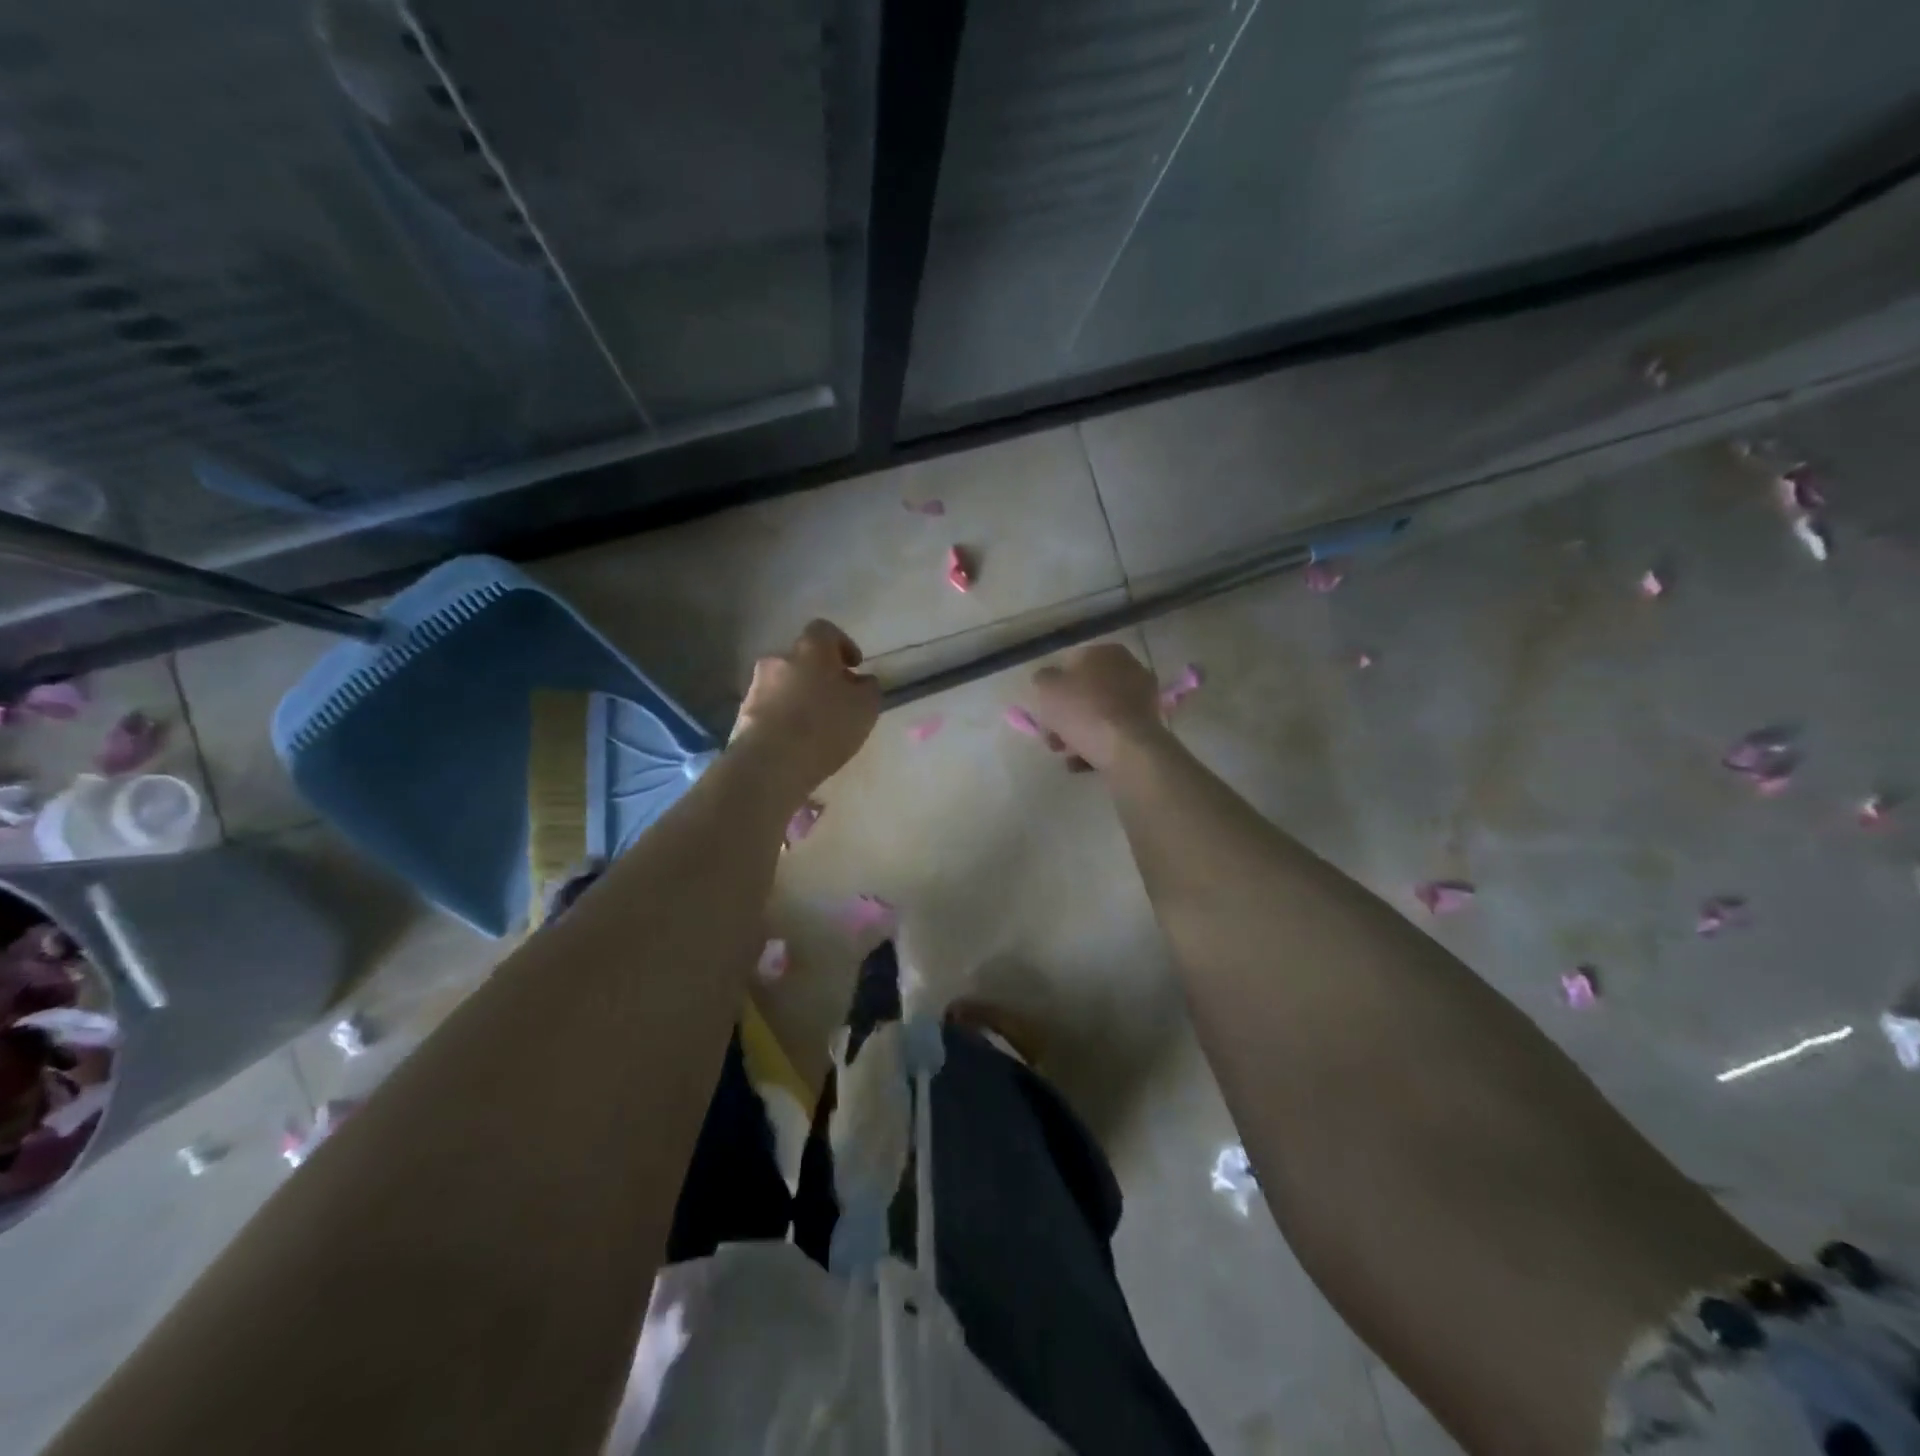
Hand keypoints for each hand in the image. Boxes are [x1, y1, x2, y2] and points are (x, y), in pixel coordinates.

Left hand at [730, 619, 880, 803]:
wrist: (770, 763)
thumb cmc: (825, 726)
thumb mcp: (865, 707)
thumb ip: (868, 687)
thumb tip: (861, 681)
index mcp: (810, 649)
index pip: (825, 630)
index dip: (842, 644)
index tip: (853, 666)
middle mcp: (779, 659)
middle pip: (802, 659)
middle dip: (819, 675)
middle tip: (836, 700)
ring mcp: (756, 686)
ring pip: (784, 684)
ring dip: (799, 696)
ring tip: (815, 726)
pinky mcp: (742, 714)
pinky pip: (770, 708)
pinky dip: (783, 717)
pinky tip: (796, 742)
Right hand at [1030, 643, 1169, 772]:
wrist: (1127, 748)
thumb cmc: (1084, 710)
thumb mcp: (1046, 688)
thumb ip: (1043, 679)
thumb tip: (1049, 680)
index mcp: (1106, 652)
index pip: (1070, 665)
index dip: (1052, 690)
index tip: (1043, 713)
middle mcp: (1129, 668)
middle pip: (1086, 692)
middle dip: (1066, 716)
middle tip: (1054, 739)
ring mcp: (1143, 698)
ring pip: (1099, 714)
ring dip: (1080, 733)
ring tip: (1068, 756)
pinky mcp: (1149, 725)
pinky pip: (1114, 731)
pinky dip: (1098, 744)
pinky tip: (1084, 763)